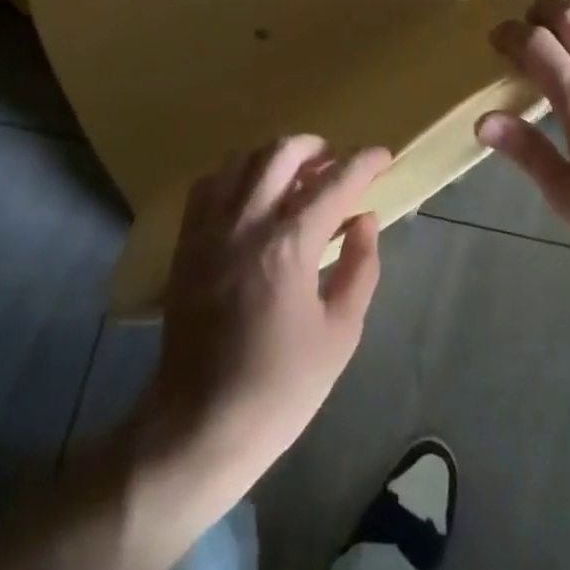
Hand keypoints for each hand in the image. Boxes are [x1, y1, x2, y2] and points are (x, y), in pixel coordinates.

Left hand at [131, 136, 391, 520]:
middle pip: (282, 153)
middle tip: (337, 163)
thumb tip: (365, 220)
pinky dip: (238, 174)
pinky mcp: (187, 240)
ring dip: (276, 156)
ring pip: (243, 158)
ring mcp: (210, 227)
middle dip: (317, 147)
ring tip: (298, 174)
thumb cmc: (280, 387)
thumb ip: (359, 268)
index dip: (363, 163)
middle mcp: (246, 222)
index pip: (334, 183)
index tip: (383, 155)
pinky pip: (211, 182)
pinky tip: (253, 193)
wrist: (201, 423)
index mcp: (288, 246)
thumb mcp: (339, 335)